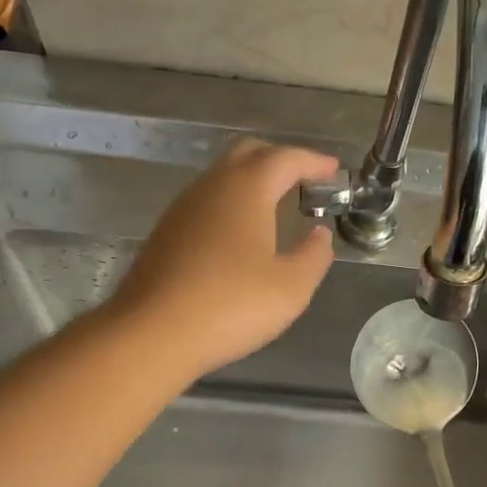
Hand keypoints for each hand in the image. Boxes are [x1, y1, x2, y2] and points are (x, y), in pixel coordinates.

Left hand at [113, 138, 339, 374]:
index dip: (314, 161)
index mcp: (247, 189)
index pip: (286, 158)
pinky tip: (240, 234)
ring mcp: (183, 207)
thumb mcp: (291, 288)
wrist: (152, 333)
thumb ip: (314, 256)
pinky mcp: (166, 232)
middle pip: (249, 153)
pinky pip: (207, 202)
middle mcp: (212, 186)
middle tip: (305, 180)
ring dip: (253, 181)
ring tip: (277, 205)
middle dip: (280, 160)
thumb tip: (320, 234)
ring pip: (223, 176)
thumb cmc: (230, 306)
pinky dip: (231, 203)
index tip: (334, 171)